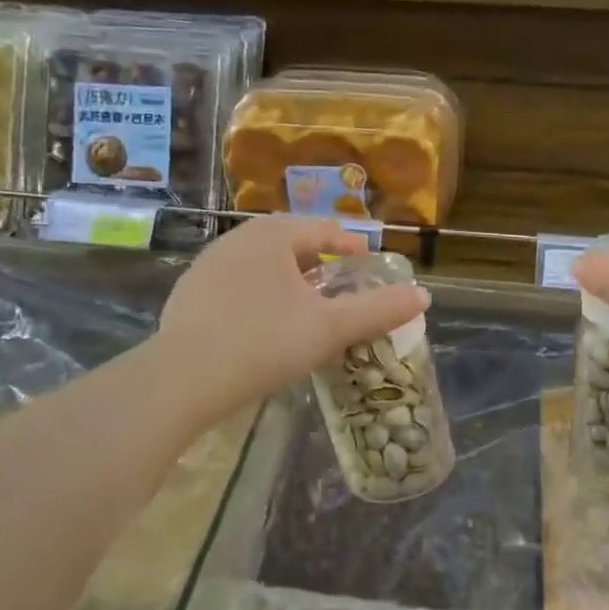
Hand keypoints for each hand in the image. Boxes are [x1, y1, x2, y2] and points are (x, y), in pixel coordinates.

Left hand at [158, 216, 429, 419]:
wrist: (184, 379)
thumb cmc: (265, 343)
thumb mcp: (330, 328)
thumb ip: (379, 310)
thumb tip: (424, 295)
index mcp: (273, 236)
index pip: (324, 230)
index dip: (352, 247)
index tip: (370, 266)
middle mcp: (237, 240)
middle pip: (291, 243)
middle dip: (320, 262)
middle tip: (342, 286)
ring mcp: (208, 266)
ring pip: (262, 265)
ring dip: (289, 279)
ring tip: (307, 306)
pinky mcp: (189, 294)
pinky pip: (237, 286)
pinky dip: (260, 296)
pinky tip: (265, 325)